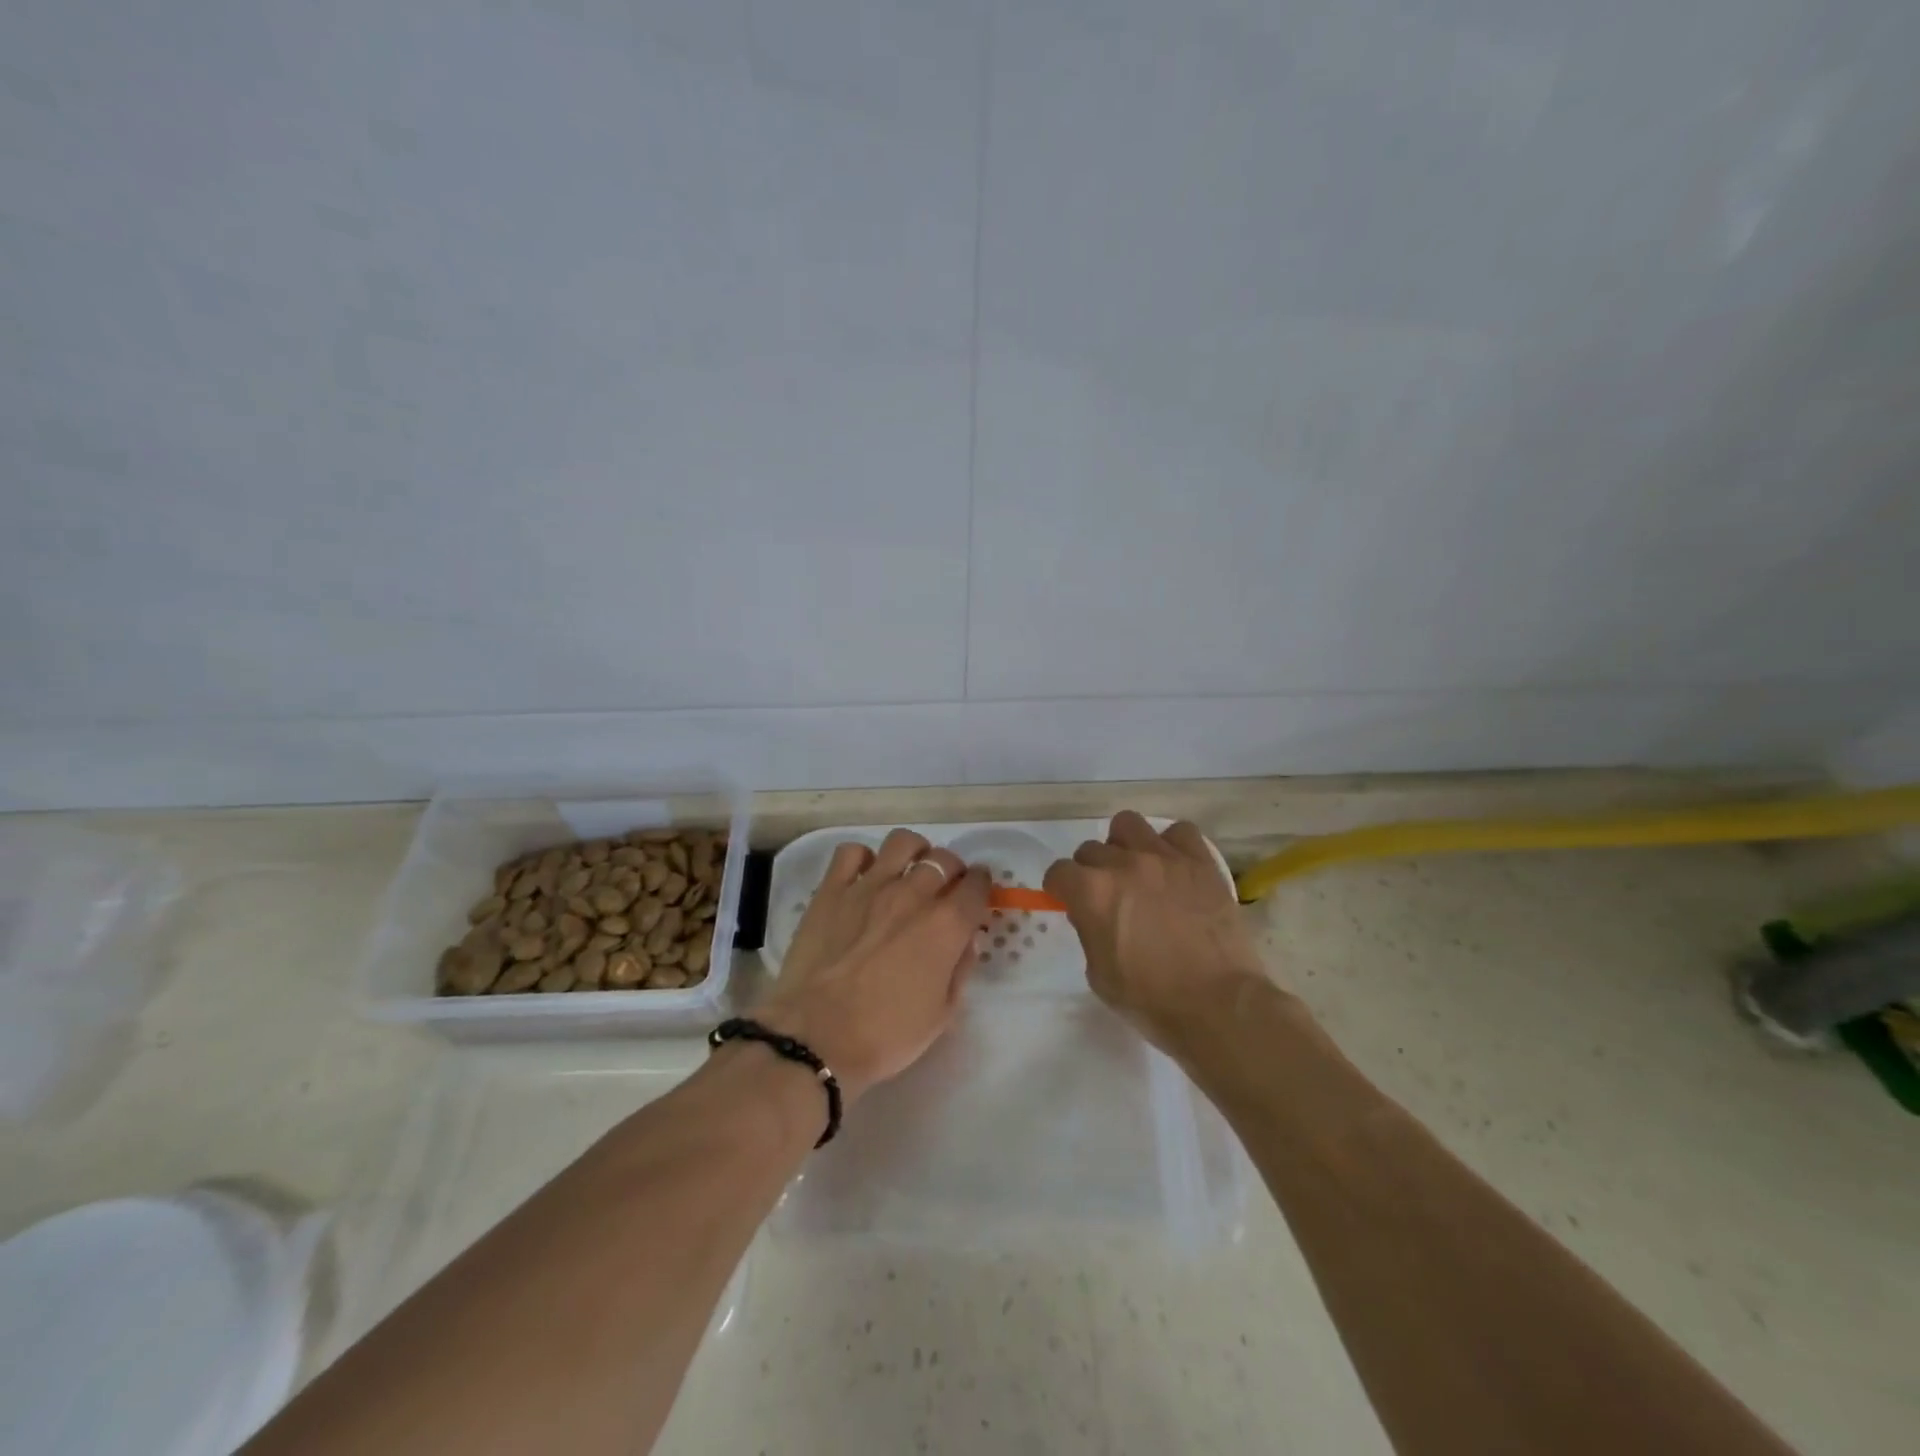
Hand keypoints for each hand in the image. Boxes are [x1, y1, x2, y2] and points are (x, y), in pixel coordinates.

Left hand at [753, 829, 989, 1102]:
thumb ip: (960, 969)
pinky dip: (863, 859)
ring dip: (914, 852)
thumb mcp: (942, 1014)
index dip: (982, 886)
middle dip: (952, 870)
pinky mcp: (832, 889)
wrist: (817, 1036)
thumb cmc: (886, 1034)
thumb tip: (966, 940)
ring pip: (902, 843)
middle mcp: (913, 894)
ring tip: (909, 870)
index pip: (977, 885)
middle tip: (944, 889)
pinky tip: (864, 877)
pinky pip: (852, 852)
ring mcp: (870, 886)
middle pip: (944, 859)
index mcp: (946, 924)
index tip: (977, 893)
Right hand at [1043, 811, 1269, 1050]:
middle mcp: (1124, 864)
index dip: (1060, 888)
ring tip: (1137, 870)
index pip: (1059, 872)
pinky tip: (1174, 868)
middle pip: (1091, 849)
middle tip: (1107, 895)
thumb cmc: (1151, 1000)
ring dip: (1125, 845)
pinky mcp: (1200, 862)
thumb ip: (1089, 932)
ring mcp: (1164, 858)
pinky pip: (1180, 832)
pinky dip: (1173, 845)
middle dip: (1091, 870)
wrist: (1217, 1004)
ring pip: (1129, 824)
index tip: (1067, 901)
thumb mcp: (1099, 974)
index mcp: (1092, 892)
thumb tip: (1093, 914)